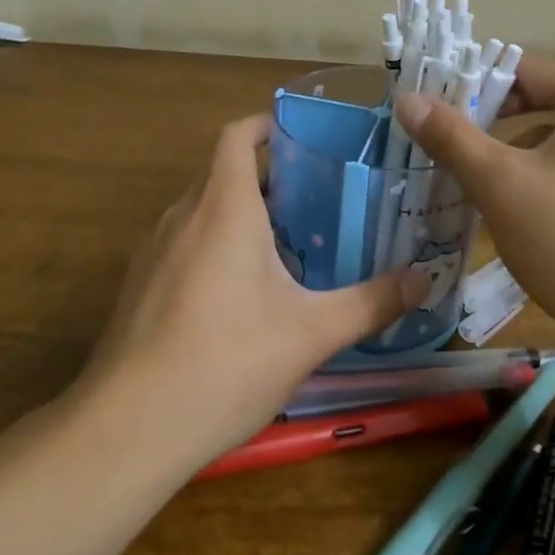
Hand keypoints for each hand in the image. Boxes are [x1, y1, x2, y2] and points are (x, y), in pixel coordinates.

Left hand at [80, 114, 428, 471]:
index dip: (266, 125)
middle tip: (316, 198)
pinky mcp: (139, 284)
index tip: (303, 138)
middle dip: (267, 177)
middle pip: (223, 171)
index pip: (237, 135)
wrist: (128, 428)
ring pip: (202, 208)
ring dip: (239, 213)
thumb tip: (426, 280)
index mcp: (223, 206)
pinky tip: (241, 294)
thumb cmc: (227, 362)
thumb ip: (371, 303)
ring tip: (287, 243)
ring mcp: (154, 249)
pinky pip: (183, 241)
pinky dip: (213, 244)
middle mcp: (183, 214)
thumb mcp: (311, 333)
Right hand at [396, 56, 554, 348]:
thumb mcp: (500, 183)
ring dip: (510, 152)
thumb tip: (407, 98)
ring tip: (467, 177)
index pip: (523, 69)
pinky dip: (539, 176)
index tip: (429, 107)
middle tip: (440, 141)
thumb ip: (451, 135)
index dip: (471, 83)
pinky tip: (512, 209)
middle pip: (540, 101)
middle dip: (488, 121)